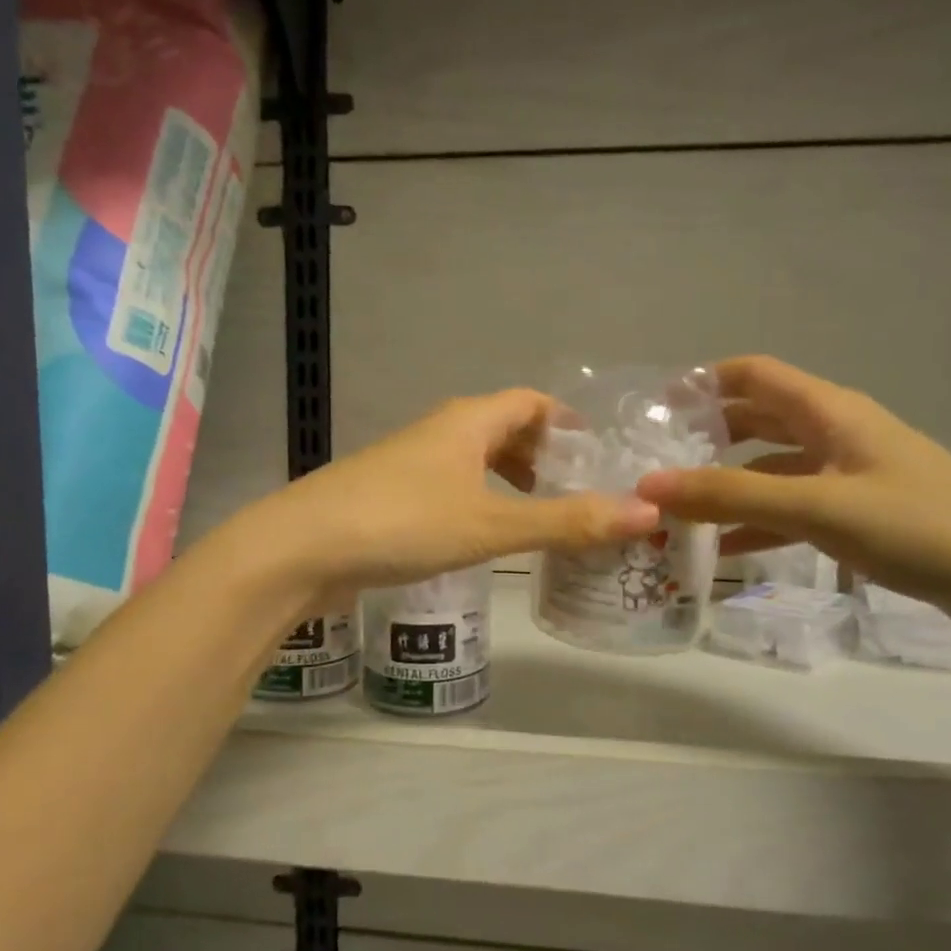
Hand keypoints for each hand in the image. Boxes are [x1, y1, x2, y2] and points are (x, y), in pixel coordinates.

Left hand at [239, 390, 661, 596]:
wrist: (302, 549)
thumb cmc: (403, 523)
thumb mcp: (492, 524)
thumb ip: (567, 521)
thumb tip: (648, 513)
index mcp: (467, 421)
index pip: (530, 402)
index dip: (567, 423)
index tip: (600, 455)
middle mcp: (439, 433)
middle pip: (503, 429)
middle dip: (542, 456)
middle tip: (578, 493)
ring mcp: (410, 465)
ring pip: (473, 461)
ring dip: (509, 482)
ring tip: (540, 519)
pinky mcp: (390, 498)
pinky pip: (450, 489)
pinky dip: (479, 503)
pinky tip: (484, 539)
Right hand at [635, 356, 950, 635]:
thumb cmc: (922, 525)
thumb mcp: (818, 507)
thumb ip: (731, 496)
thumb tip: (648, 486)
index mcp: (829, 412)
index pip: (752, 375)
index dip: (702, 382)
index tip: (653, 409)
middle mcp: (836, 434)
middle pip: (757, 422)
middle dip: (706, 438)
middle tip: (655, 464)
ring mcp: (850, 477)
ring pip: (773, 470)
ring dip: (728, 487)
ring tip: (678, 511)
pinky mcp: (862, 517)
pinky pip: (795, 511)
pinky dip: (759, 525)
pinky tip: (727, 551)